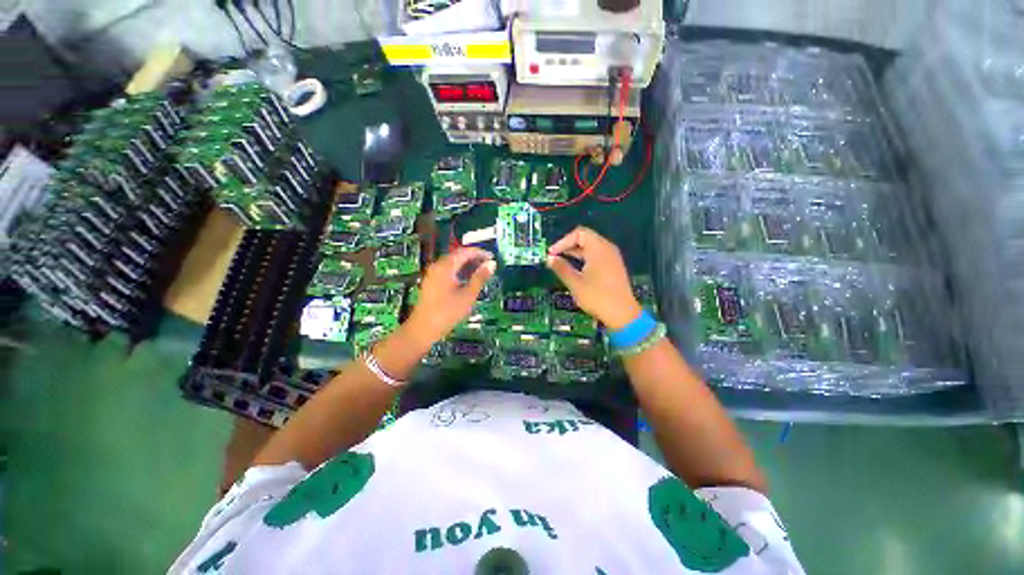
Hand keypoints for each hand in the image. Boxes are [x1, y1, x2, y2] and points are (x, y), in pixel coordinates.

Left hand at [406, 247, 495, 344]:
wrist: (423, 329)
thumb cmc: (447, 312)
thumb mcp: (468, 295)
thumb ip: (480, 278)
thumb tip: (491, 264)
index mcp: (446, 267)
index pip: (465, 252)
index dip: (479, 253)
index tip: (492, 257)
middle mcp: (437, 267)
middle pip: (457, 256)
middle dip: (473, 258)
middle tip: (488, 264)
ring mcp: (432, 274)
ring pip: (452, 263)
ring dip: (467, 265)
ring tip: (481, 272)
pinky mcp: (431, 283)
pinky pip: (447, 271)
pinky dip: (459, 271)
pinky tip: (467, 280)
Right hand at [547, 227, 641, 329]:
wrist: (622, 314)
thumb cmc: (597, 297)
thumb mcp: (575, 283)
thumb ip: (561, 268)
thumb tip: (549, 258)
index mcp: (598, 249)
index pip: (579, 234)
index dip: (563, 241)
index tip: (552, 254)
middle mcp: (607, 248)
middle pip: (585, 238)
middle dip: (568, 245)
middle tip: (554, 257)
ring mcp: (612, 257)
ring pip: (591, 247)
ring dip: (575, 252)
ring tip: (562, 263)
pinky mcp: (613, 266)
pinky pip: (597, 255)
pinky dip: (584, 258)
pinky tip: (576, 269)